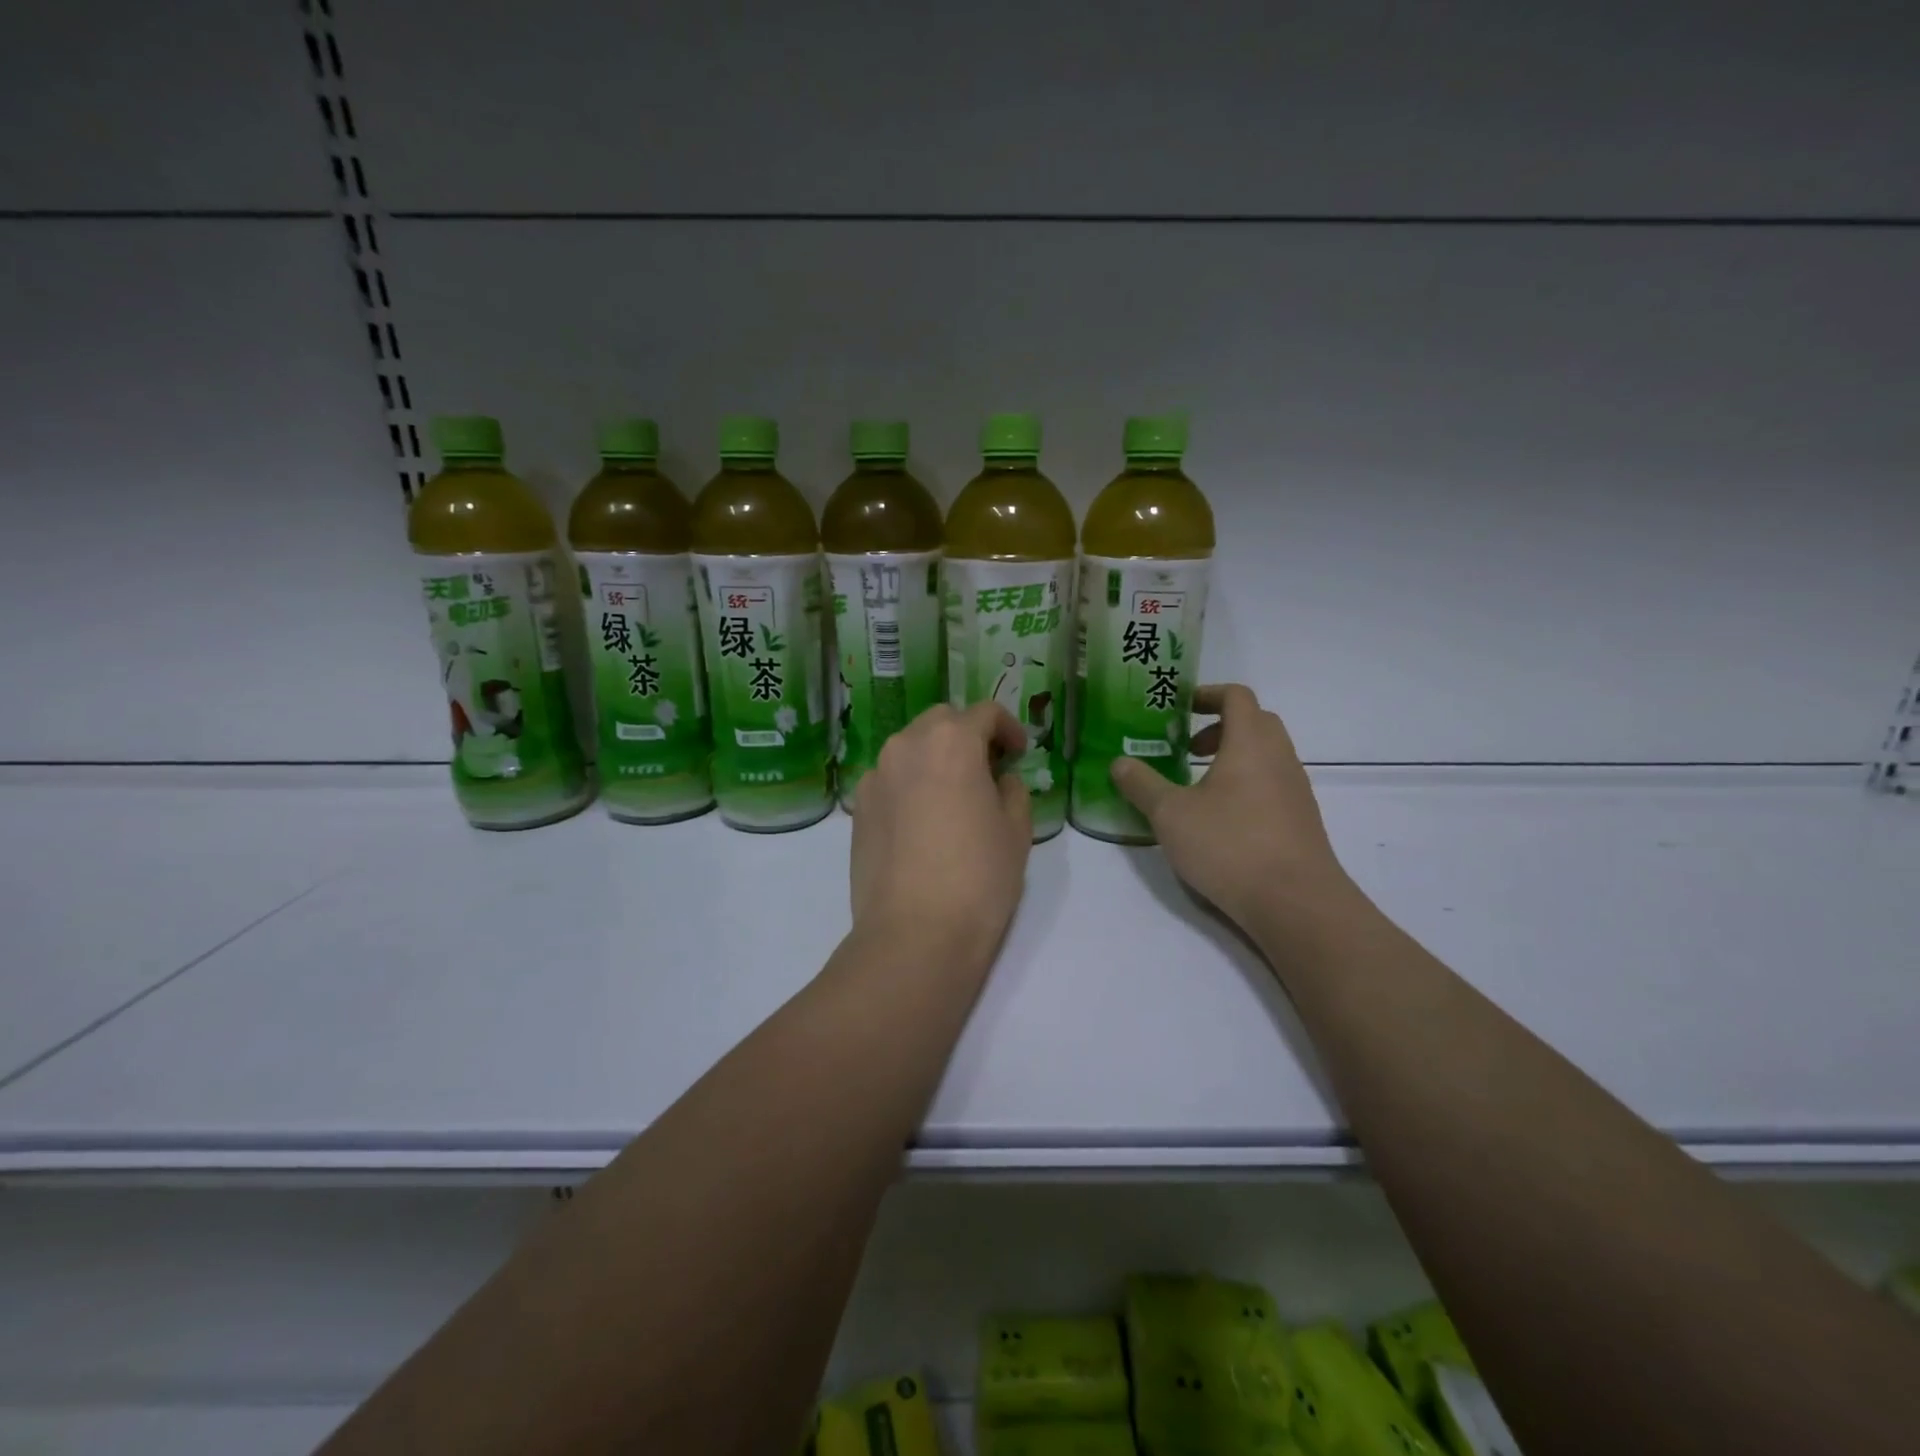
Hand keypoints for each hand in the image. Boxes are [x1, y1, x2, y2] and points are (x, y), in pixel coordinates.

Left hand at [849, 702, 1032, 961]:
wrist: (914, 934)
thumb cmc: (978, 877)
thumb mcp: (1016, 830)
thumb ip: (1012, 790)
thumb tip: (998, 780)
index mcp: (951, 741)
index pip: (984, 713)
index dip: (1008, 728)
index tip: (1018, 754)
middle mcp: (906, 746)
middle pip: (941, 722)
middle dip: (967, 736)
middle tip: (988, 770)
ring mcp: (875, 776)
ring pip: (910, 748)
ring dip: (935, 758)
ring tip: (954, 797)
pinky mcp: (858, 809)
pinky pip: (890, 780)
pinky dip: (910, 784)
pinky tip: (923, 823)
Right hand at [1110, 684, 1353, 938]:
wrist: (1295, 902)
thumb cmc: (1229, 845)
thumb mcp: (1170, 814)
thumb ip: (1142, 785)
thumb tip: (1120, 763)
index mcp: (1250, 742)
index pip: (1236, 696)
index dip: (1207, 694)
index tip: (1179, 708)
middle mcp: (1279, 757)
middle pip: (1255, 722)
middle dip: (1219, 726)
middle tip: (1186, 747)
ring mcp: (1296, 789)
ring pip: (1266, 755)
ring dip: (1233, 757)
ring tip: (1198, 785)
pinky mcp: (1301, 820)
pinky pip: (1273, 784)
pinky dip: (1246, 784)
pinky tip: (1221, 819)